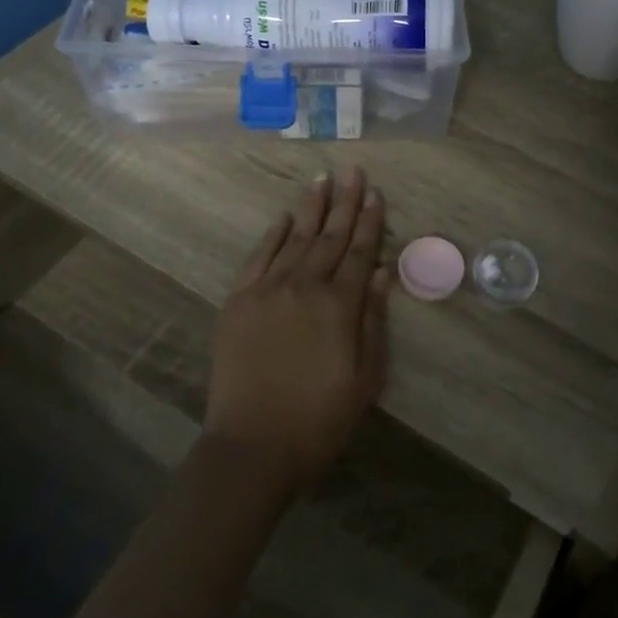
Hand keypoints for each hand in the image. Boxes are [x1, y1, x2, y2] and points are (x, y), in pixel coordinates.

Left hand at [204, 166, 391, 495]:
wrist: (253, 447)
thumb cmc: (319, 419)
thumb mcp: (364, 377)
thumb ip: (372, 320)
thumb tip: (379, 273)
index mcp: (339, 306)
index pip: (359, 252)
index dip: (369, 221)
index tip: (375, 192)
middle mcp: (304, 287)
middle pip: (329, 236)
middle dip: (344, 202)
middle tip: (352, 170)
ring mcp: (267, 291)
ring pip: (294, 238)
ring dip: (310, 207)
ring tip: (321, 178)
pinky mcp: (238, 302)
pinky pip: (258, 258)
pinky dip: (271, 235)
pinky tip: (282, 218)